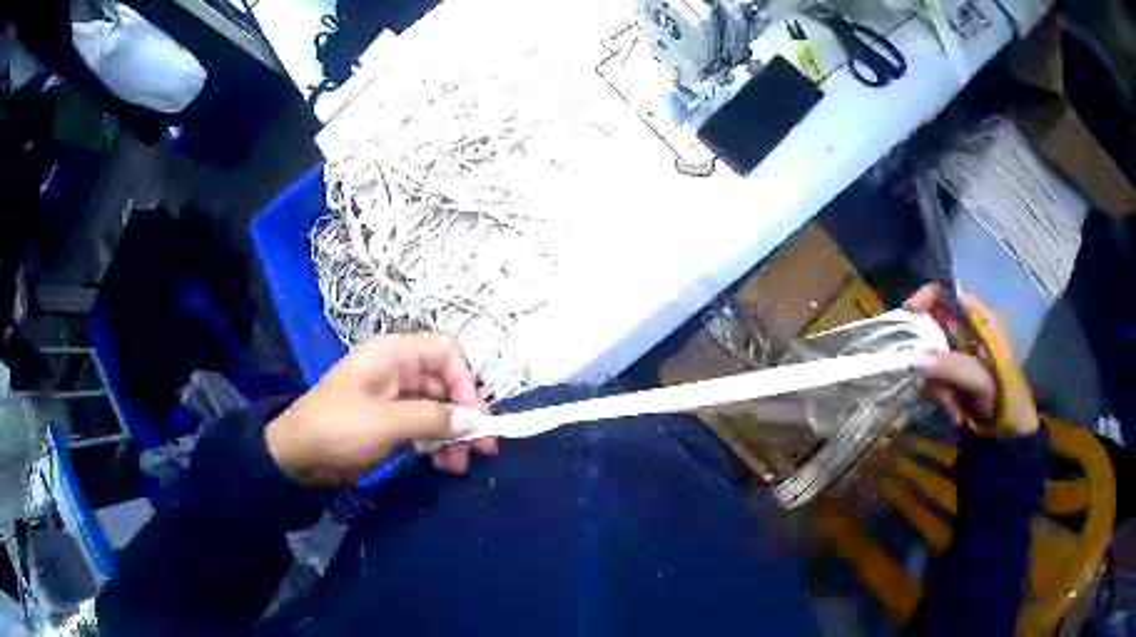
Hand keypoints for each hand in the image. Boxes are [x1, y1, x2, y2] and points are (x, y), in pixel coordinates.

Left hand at [265, 334, 497, 486]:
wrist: (297, 457)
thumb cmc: (336, 429)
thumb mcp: (384, 423)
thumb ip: (432, 419)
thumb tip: (474, 423)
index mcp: (393, 354)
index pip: (446, 352)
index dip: (465, 381)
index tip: (475, 419)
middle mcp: (398, 370)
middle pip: (446, 383)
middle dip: (463, 416)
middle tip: (480, 450)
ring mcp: (395, 397)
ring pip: (438, 408)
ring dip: (453, 436)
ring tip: (458, 467)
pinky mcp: (391, 421)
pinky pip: (425, 426)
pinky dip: (437, 444)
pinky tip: (443, 465)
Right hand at [903, 284, 1038, 436]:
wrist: (1015, 434)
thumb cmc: (1006, 400)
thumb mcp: (981, 383)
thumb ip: (951, 368)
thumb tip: (913, 358)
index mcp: (984, 320)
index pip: (951, 292)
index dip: (928, 297)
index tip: (909, 314)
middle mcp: (973, 331)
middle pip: (938, 325)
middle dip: (929, 354)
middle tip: (926, 381)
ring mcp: (966, 353)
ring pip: (936, 354)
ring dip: (936, 381)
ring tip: (949, 406)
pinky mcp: (961, 373)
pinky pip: (940, 375)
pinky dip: (941, 393)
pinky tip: (954, 411)